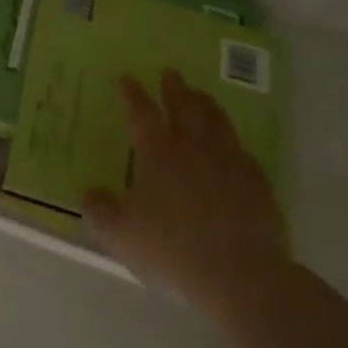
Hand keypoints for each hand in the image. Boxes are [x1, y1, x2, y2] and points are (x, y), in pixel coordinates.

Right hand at [84, 70, 287, 307]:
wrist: (240, 274)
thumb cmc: (171, 249)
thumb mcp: (119, 233)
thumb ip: (100, 209)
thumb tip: (91, 193)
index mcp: (158, 153)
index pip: (141, 112)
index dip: (131, 93)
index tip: (125, 78)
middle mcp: (194, 148)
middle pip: (184, 107)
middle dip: (174, 88)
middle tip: (170, 73)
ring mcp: (230, 162)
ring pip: (217, 121)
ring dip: (206, 104)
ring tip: (201, 94)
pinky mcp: (257, 182)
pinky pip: (242, 150)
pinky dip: (232, 140)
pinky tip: (232, 146)